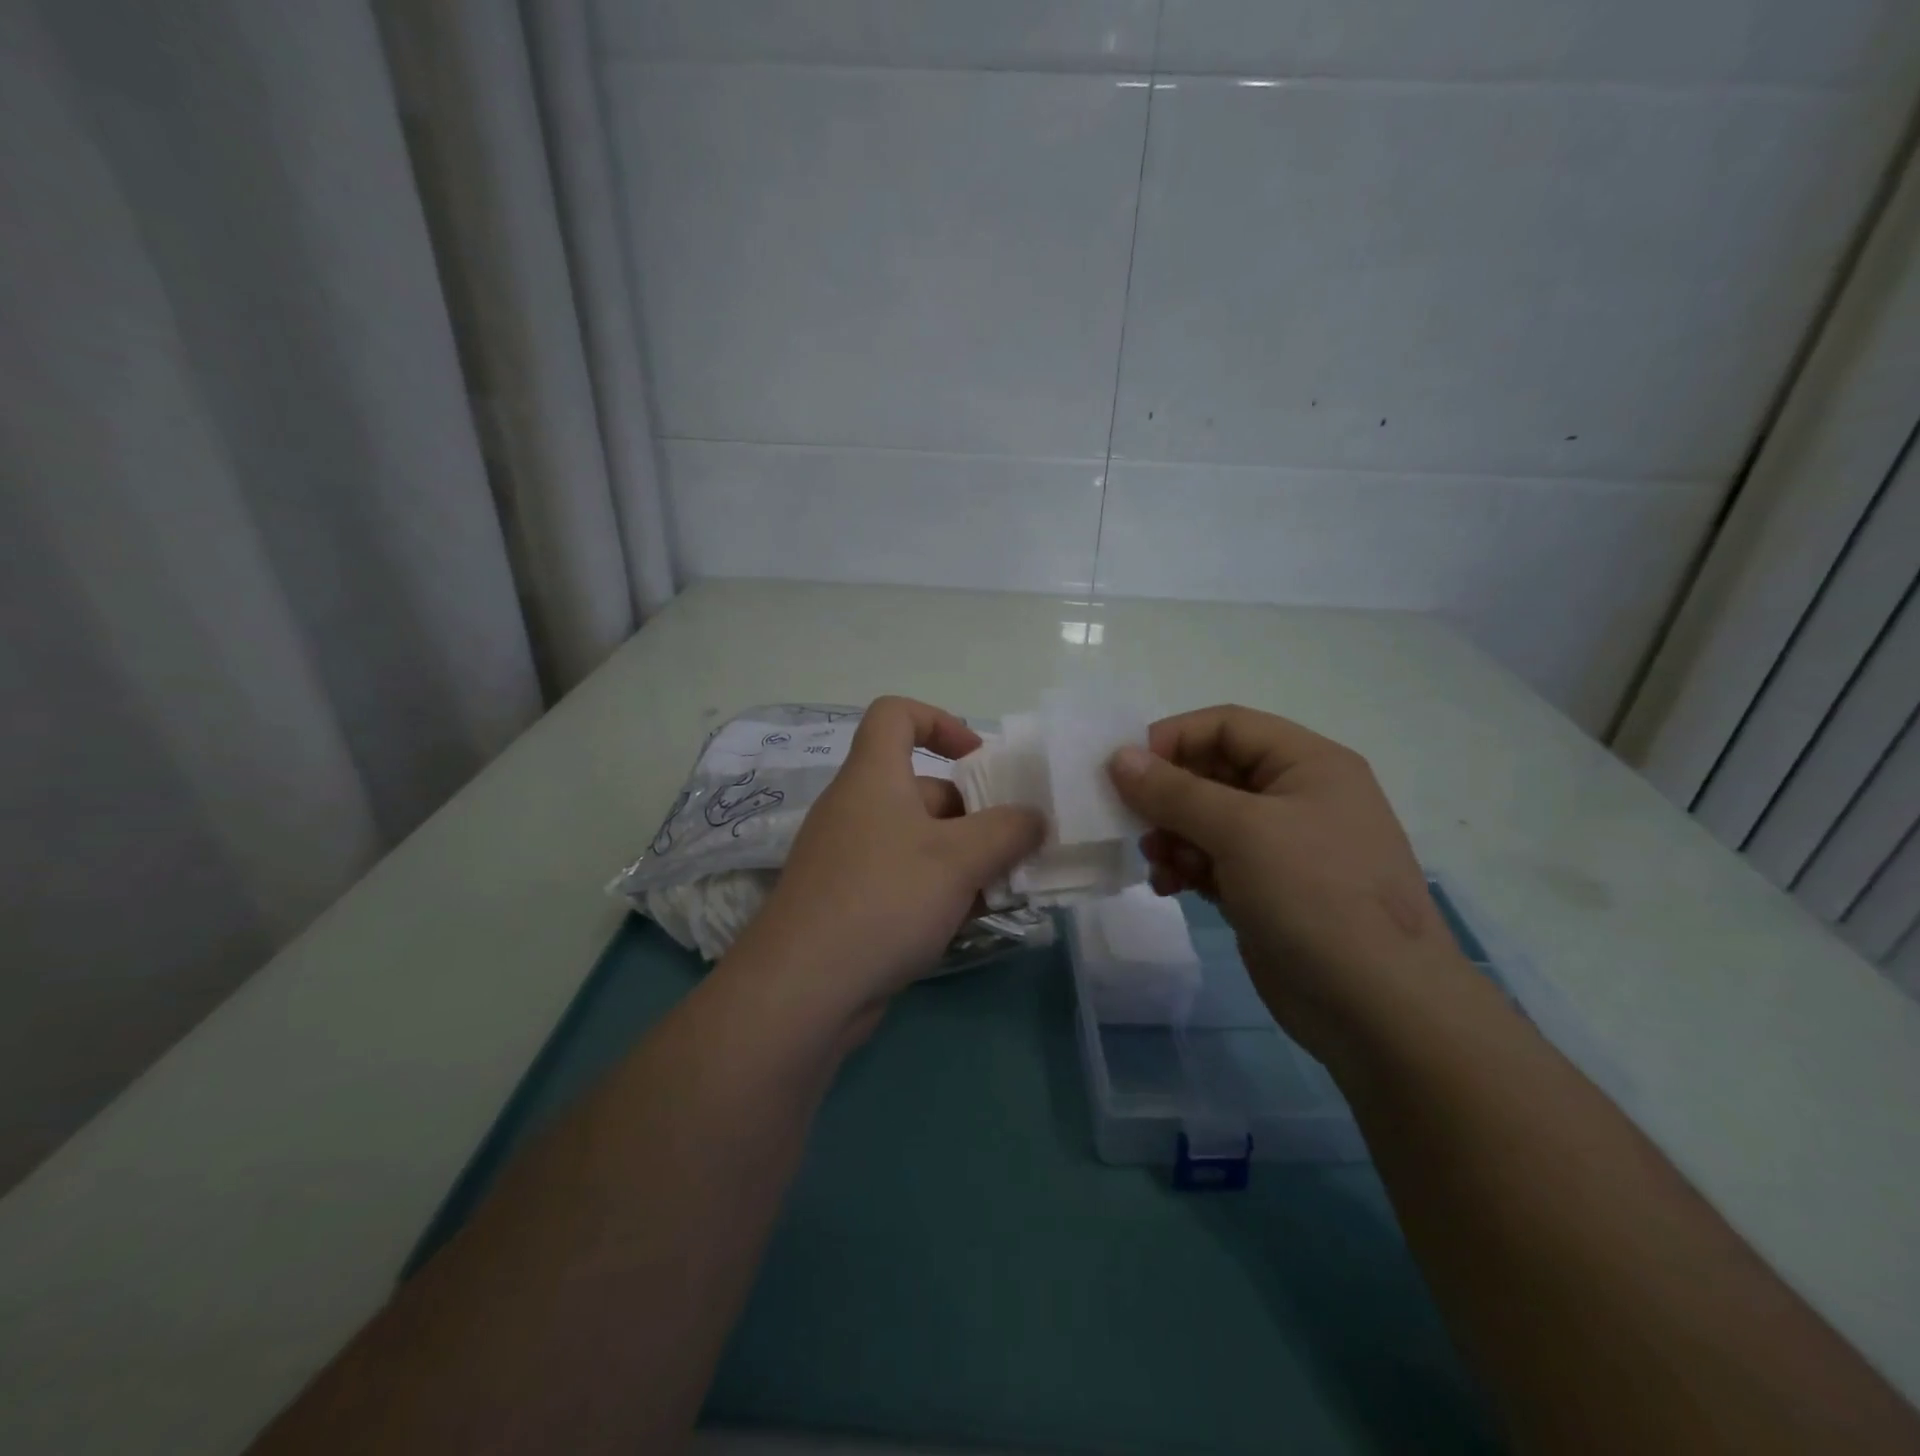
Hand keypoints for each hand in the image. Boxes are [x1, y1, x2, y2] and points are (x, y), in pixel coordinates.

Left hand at [731, 697, 1044, 1018]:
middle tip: (1015, 846)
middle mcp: (857, 808)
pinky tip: (970, 921)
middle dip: (973, 813)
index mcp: (872, 776)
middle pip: (922, 788)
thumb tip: (1033, 818)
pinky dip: (937, 891)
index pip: (896, 715)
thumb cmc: (885, 899)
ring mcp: (849, 858)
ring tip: (1005, 889)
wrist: (803, 989)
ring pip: (918, 841)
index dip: (940, 721)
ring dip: (963, 859)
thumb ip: (1007, 831)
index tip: (979, 759)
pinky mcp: (849, 902)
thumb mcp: (959, 859)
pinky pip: (903, 879)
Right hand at [1107, 705, 1461, 1054]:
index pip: (1226, 726)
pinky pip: (1213, 861)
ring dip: (1172, 835)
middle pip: (1213, 773)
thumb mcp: (1241, 831)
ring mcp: (1284, 847)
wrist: (1377, 1009)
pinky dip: (1186, 867)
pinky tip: (1170, 887)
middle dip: (1168, 796)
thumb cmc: (1315, 896)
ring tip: (1157, 861)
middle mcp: (1297, 797)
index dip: (1172, 738)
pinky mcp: (1268, 890)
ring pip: (1207, 820)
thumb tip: (1118, 757)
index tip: (1124, 769)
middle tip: (1131, 820)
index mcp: (1308, 764)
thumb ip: (1174, 791)